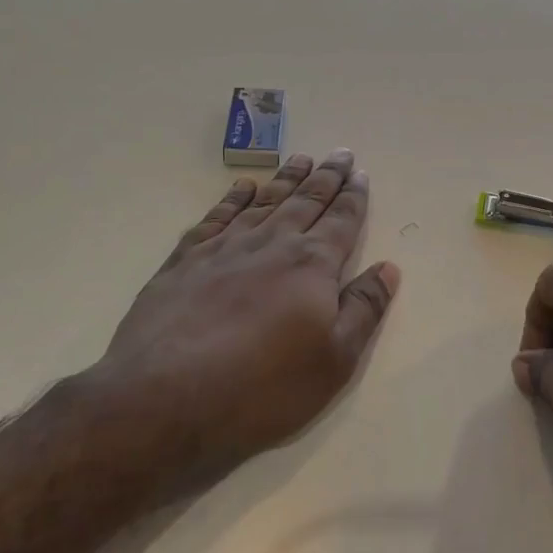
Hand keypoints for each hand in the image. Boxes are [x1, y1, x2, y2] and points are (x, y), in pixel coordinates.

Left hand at [91, 151, 398, 477]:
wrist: (163, 399)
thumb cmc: (262, 387)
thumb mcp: (334, 360)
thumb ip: (364, 309)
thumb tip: (389, 268)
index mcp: (312, 265)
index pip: (341, 220)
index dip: (354, 197)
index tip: (361, 174)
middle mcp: (272, 243)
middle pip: (306, 201)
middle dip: (327, 176)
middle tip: (340, 153)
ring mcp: (225, 248)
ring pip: (265, 201)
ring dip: (286, 179)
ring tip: (301, 158)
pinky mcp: (185, 261)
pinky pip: (216, 216)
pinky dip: (233, 198)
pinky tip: (242, 187)